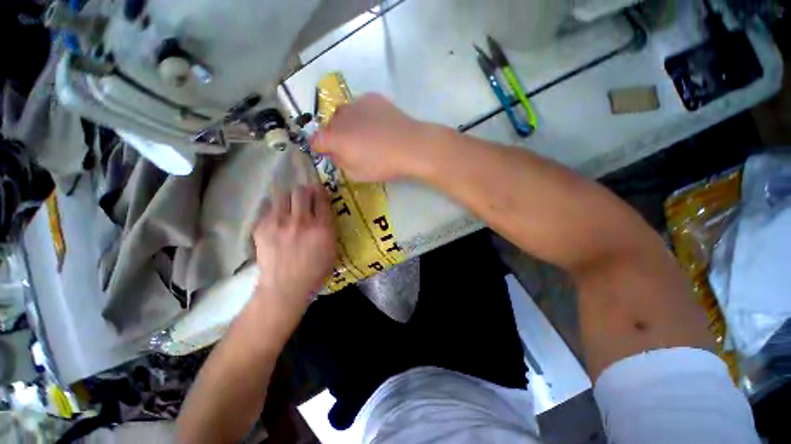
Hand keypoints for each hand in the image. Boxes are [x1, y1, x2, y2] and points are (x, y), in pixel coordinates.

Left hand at [252, 186, 336, 324]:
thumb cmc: (314, 272)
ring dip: (288, 197)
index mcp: (321, 228)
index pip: (321, 198)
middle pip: (301, 191)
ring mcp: (279, 223)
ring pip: (282, 195)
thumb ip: (329, 228)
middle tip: (304, 197)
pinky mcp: (262, 228)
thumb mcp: (332, 250)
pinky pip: (268, 208)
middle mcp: (301, 221)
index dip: (320, 191)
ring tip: (289, 205)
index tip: (319, 191)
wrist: (285, 287)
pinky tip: (277, 218)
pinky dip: (274, 209)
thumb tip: (323, 213)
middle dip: (304, 191)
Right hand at [311, 93, 435, 181]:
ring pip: (344, 113)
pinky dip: (363, 115)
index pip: (315, 141)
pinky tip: (378, 124)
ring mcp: (357, 104)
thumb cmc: (383, 164)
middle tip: (350, 147)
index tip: (327, 153)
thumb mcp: (357, 174)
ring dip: (348, 124)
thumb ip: (341, 163)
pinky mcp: (372, 98)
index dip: (319, 148)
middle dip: (335, 136)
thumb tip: (336, 154)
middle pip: (329, 126)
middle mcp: (340, 117)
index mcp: (334, 138)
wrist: (410, 146)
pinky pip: (361, 106)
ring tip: (365, 134)